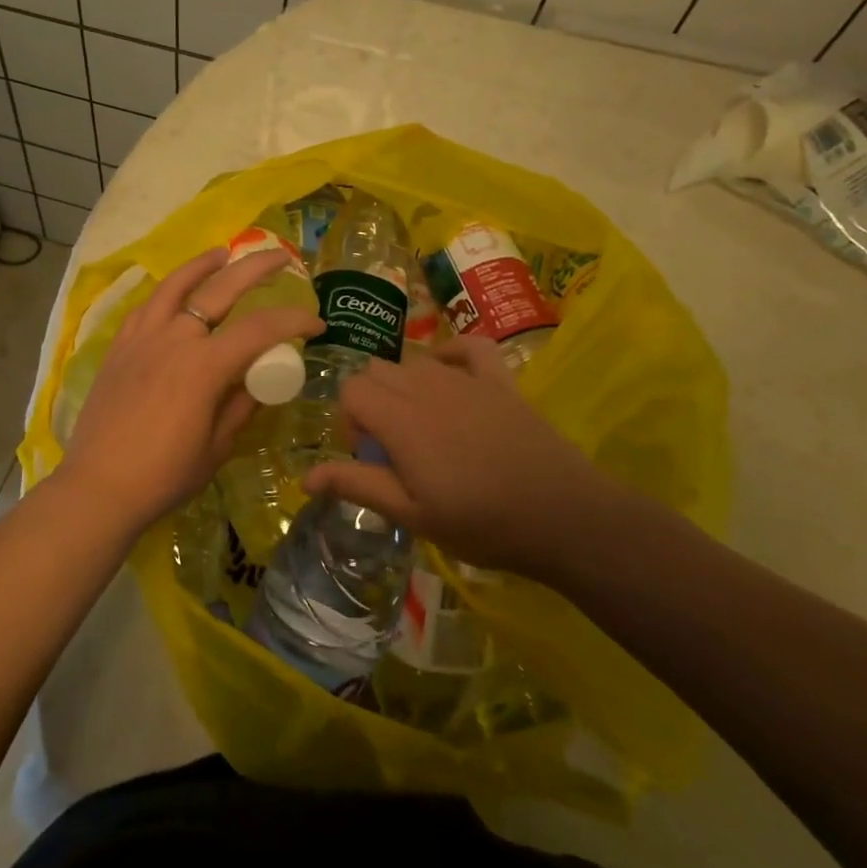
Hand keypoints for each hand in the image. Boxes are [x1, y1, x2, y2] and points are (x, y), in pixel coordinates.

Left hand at [56, 247, 322, 531]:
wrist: (98, 487)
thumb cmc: (164, 475)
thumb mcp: (216, 447)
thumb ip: (240, 406)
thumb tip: (258, 381)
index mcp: (203, 366)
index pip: (260, 329)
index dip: (293, 321)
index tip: (316, 323)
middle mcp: (173, 339)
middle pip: (220, 289)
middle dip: (255, 268)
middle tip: (281, 257)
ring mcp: (141, 339)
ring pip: (175, 286)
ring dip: (203, 266)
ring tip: (222, 253)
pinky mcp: (119, 348)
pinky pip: (146, 308)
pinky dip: (166, 293)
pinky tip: (175, 294)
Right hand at [303, 336, 619, 574]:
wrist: (562, 516)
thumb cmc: (480, 522)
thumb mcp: (411, 514)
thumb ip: (357, 485)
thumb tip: (304, 477)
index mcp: (399, 418)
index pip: (350, 389)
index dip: (350, 420)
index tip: (370, 455)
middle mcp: (425, 386)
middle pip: (376, 370)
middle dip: (372, 401)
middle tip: (393, 446)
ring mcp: (465, 378)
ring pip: (414, 361)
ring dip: (405, 386)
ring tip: (424, 428)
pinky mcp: (499, 379)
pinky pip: (468, 346)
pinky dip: (452, 355)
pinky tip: (451, 378)